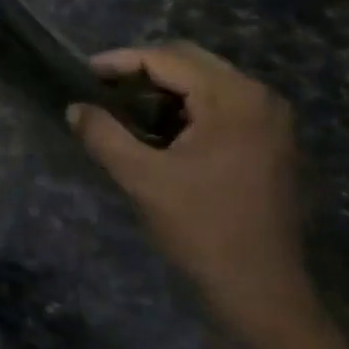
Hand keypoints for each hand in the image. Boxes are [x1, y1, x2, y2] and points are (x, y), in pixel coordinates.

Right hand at [72, 44, 313, 338]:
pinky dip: (191, 105)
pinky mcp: (275, 141)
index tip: (86, 72)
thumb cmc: (202, 229)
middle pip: (192, 61)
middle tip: (106, 87)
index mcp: (232, 99)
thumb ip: (104, 136)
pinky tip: (165, 129)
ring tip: (129, 107)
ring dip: (168, 87)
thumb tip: (74, 108)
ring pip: (209, 81)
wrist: (262, 290)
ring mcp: (273, 119)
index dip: (122, 61)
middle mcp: (260, 96)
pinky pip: (226, 103)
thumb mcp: (142, 179)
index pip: (168, 59)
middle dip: (145, 69)